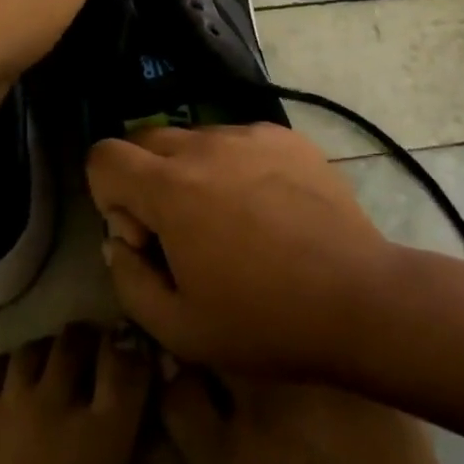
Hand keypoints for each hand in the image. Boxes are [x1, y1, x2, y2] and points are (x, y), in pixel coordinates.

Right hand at [86, 124, 395, 377]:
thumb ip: (128, 279)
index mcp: (171, 187)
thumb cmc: (264, 320)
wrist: (359, 298)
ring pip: (195, 139)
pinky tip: (268, 210)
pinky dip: (236, 167)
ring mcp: (250, 134)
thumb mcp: (178, 329)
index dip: (108, 195)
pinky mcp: (286, 136)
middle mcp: (205, 144)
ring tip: (232, 222)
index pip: (104, 156)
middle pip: (146, 141)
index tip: (143, 236)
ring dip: (193, 173)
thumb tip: (120, 242)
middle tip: (182, 233)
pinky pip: (239, 140)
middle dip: (146, 181)